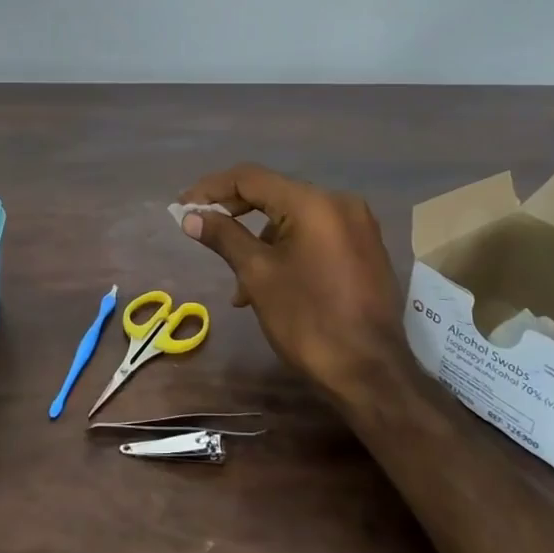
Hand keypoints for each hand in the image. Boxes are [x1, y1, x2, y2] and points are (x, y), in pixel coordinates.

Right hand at [175, 164, 403, 396]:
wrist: (371, 373)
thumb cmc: (308, 320)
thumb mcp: (258, 275)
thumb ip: (224, 237)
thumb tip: (191, 217)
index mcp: (314, 203)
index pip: (251, 179)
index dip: (211, 189)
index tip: (183, 207)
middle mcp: (340, 203)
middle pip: (274, 195)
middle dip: (235, 214)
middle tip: (201, 231)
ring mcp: (357, 226)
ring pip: (293, 219)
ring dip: (260, 241)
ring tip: (239, 285)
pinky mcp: (364, 249)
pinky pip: (315, 235)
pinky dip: (287, 250)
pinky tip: (271, 284)